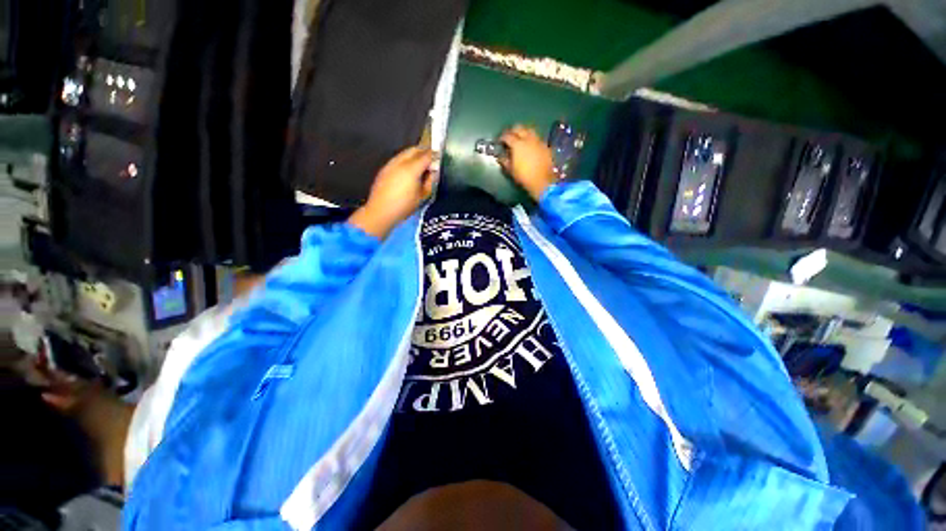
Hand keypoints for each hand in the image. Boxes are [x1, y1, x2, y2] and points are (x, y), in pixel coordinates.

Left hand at [349, 147, 436, 238]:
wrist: (380, 212)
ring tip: (421, 165)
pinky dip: (406, 161)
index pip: (426, 156)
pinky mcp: (384, 169)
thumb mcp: (422, 195)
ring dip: (414, 156)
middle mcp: (400, 162)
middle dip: (424, 152)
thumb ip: (429, 181)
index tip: (440, 156)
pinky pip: (398, 159)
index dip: (435, 155)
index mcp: (412, 169)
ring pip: (405, 153)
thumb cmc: (405, 206)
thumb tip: (433, 172)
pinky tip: (408, 171)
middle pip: (414, 150)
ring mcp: (390, 164)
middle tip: (431, 159)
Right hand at [499, 125, 557, 200]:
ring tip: (520, 139)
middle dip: (512, 131)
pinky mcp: (545, 145)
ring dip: (523, 132)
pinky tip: (530, 145)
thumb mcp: (511, 170)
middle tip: (509, 137)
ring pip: (529, 129)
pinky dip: (531, 138)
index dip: (502, 137)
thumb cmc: (524, 176)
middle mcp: (528, 139)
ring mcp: (538, 141)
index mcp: (517, 144)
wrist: (542, 181)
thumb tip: (500, 156)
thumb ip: (504, 161)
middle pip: (519, 127)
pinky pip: (536, 137)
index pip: (507, 135)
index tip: (499, 141)